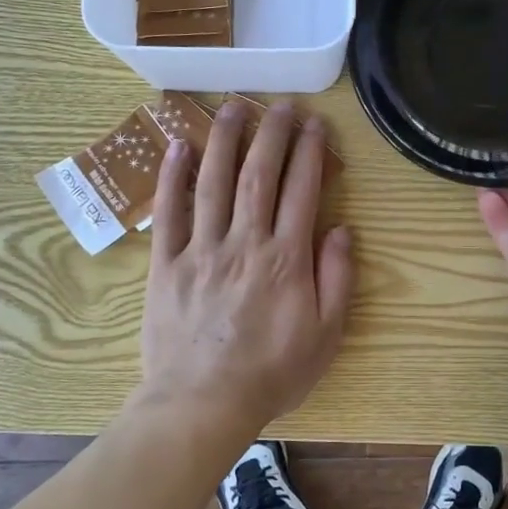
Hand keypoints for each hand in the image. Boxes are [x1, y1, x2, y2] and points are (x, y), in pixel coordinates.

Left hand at [138, 100, 353, 436]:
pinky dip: (172, 177)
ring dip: (225, 139)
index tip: (315, 124)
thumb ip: (337, 278)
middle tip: (280, 104)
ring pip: (213, 182)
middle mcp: (244, 242)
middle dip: (272, 132)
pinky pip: (169, 212)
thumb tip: (341, 229)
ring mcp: (201, 249)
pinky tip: (178, 146)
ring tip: (232, 106)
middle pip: (258, 174)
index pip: (302, 190)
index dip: (310, 151)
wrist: (203, 404)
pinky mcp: (166, 263)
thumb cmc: (272, 372)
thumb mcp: (326, 334)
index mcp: (285, 258)